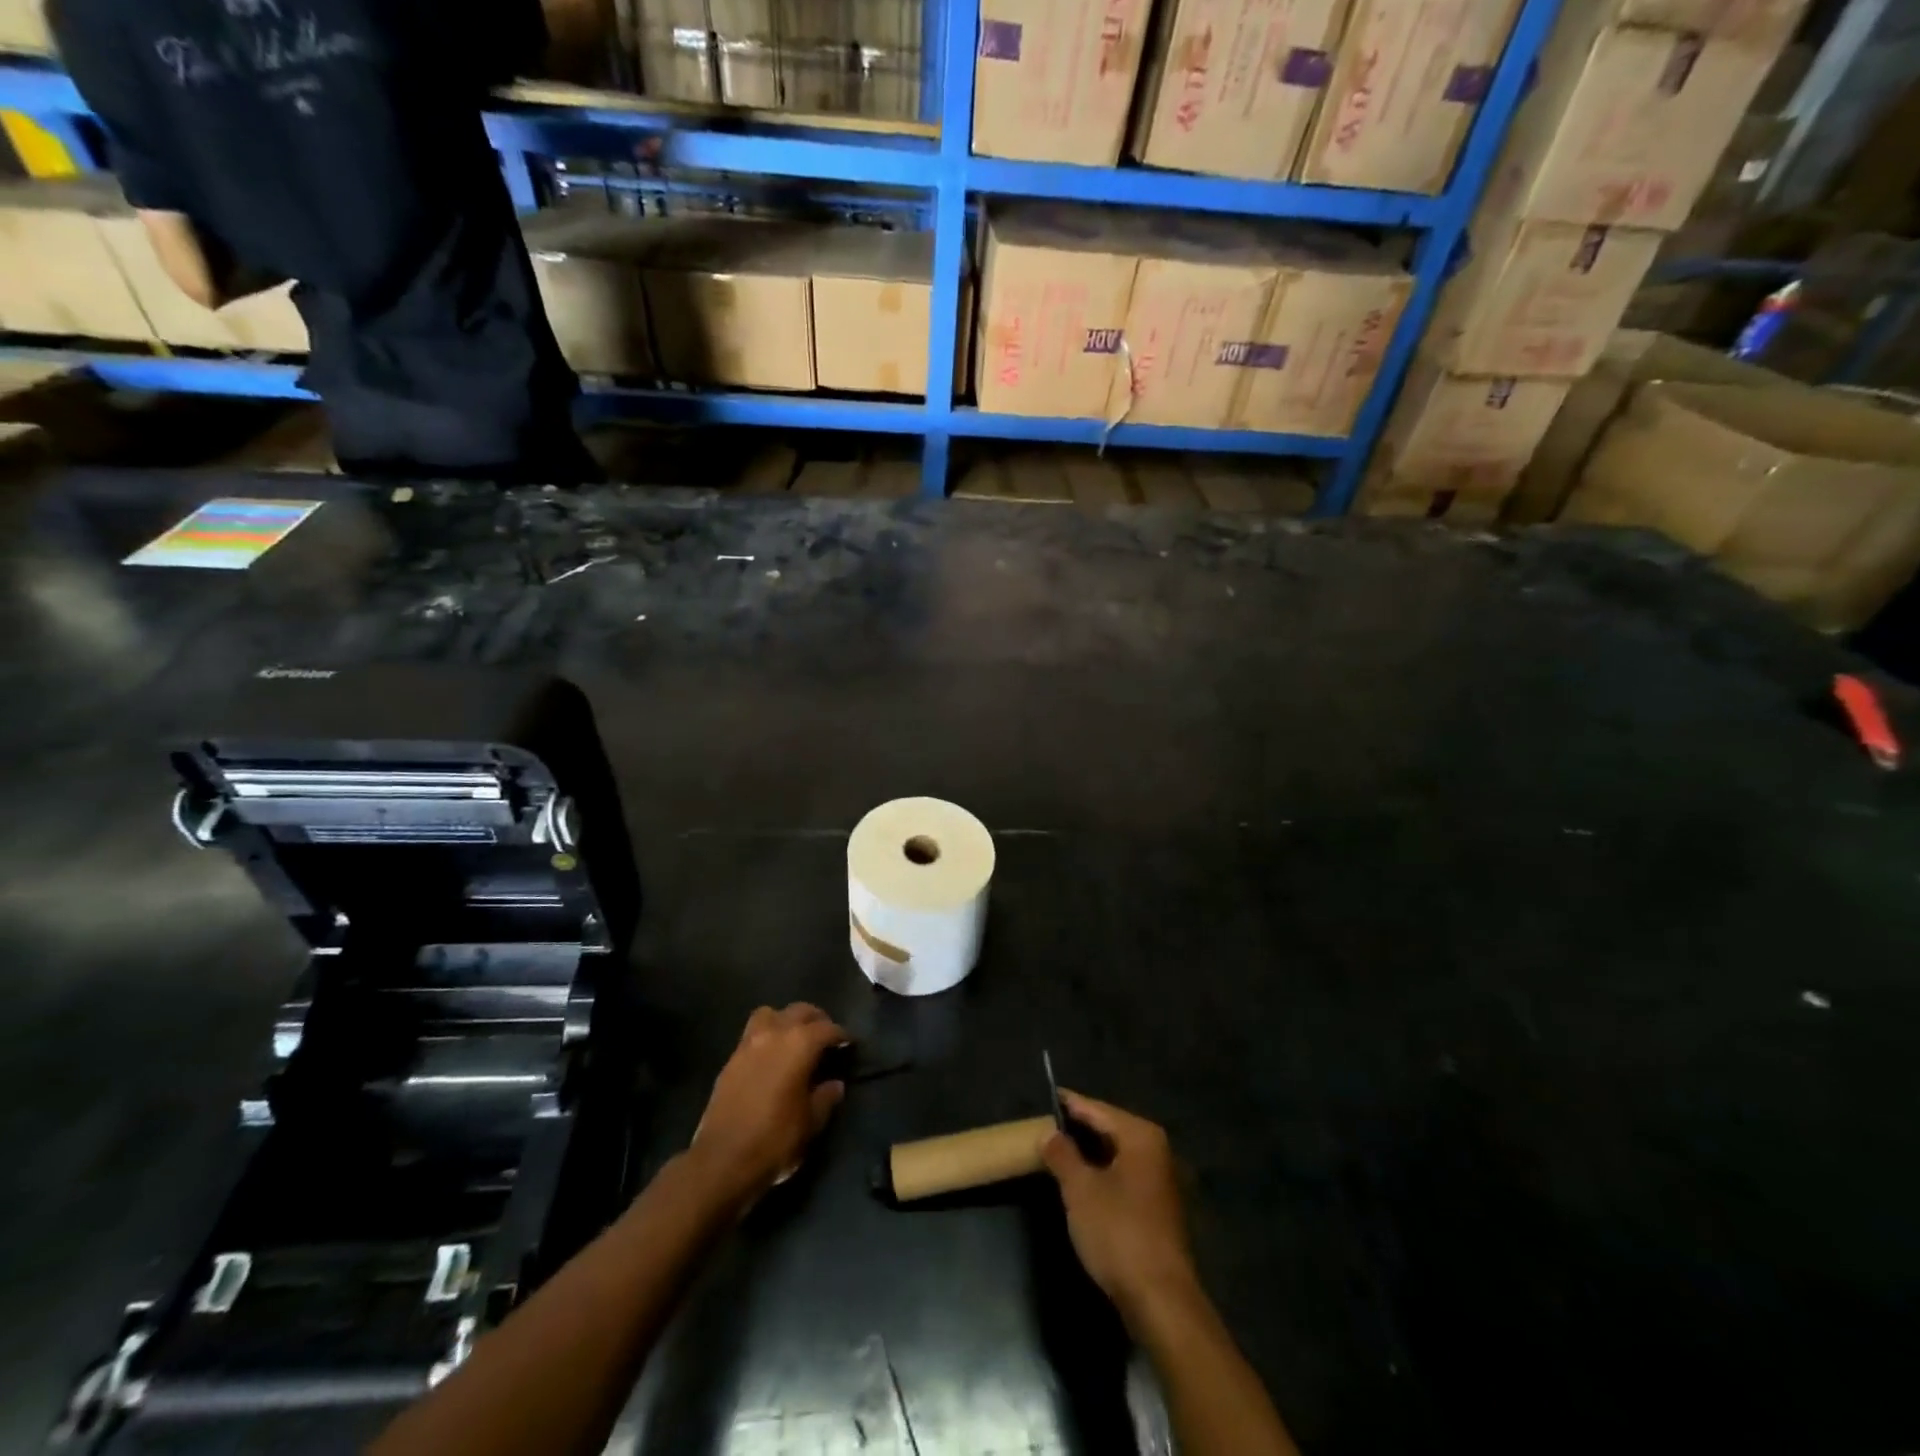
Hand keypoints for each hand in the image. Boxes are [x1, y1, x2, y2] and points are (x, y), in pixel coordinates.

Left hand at [689, 1004, 845, 1207]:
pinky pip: (753, 1034)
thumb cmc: (775, 1141)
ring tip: (795, 1039)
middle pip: (799, 1011)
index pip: (827, 1029)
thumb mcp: (810, 1123)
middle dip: (816, 1020)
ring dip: (786, 1020)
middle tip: (826, 1037)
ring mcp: (748, 1044)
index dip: (842, 1035)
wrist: (721, 1162)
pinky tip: (773, 1058)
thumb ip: (826, 1097)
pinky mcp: (730, 1060)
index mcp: (799, 1044)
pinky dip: (767, 1036)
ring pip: (771, 1014)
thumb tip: (835, 1084)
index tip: (850, 1044)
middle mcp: (774, 1034)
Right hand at [1042, 1092, 1197, 1322]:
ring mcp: (1160, 1180)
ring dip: (1088, 1154)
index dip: (1069, 1104)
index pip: (1097, 1109)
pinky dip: (1102, 1173)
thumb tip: (1049, 1133)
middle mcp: (1156, 1150)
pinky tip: (1080, 1182)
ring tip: (1056, 1152)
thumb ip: (1062, 1155)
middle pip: (1109, 1129)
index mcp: (1141, 1136)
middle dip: (1078, 1129)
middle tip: (1045, 1127)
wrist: (1161, 1300)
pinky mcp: (1158, 1207)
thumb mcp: (1080, 1190)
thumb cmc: (1119, 1233)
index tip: (1045, 1097)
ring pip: (1116, 1154)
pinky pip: (1123, 1175)